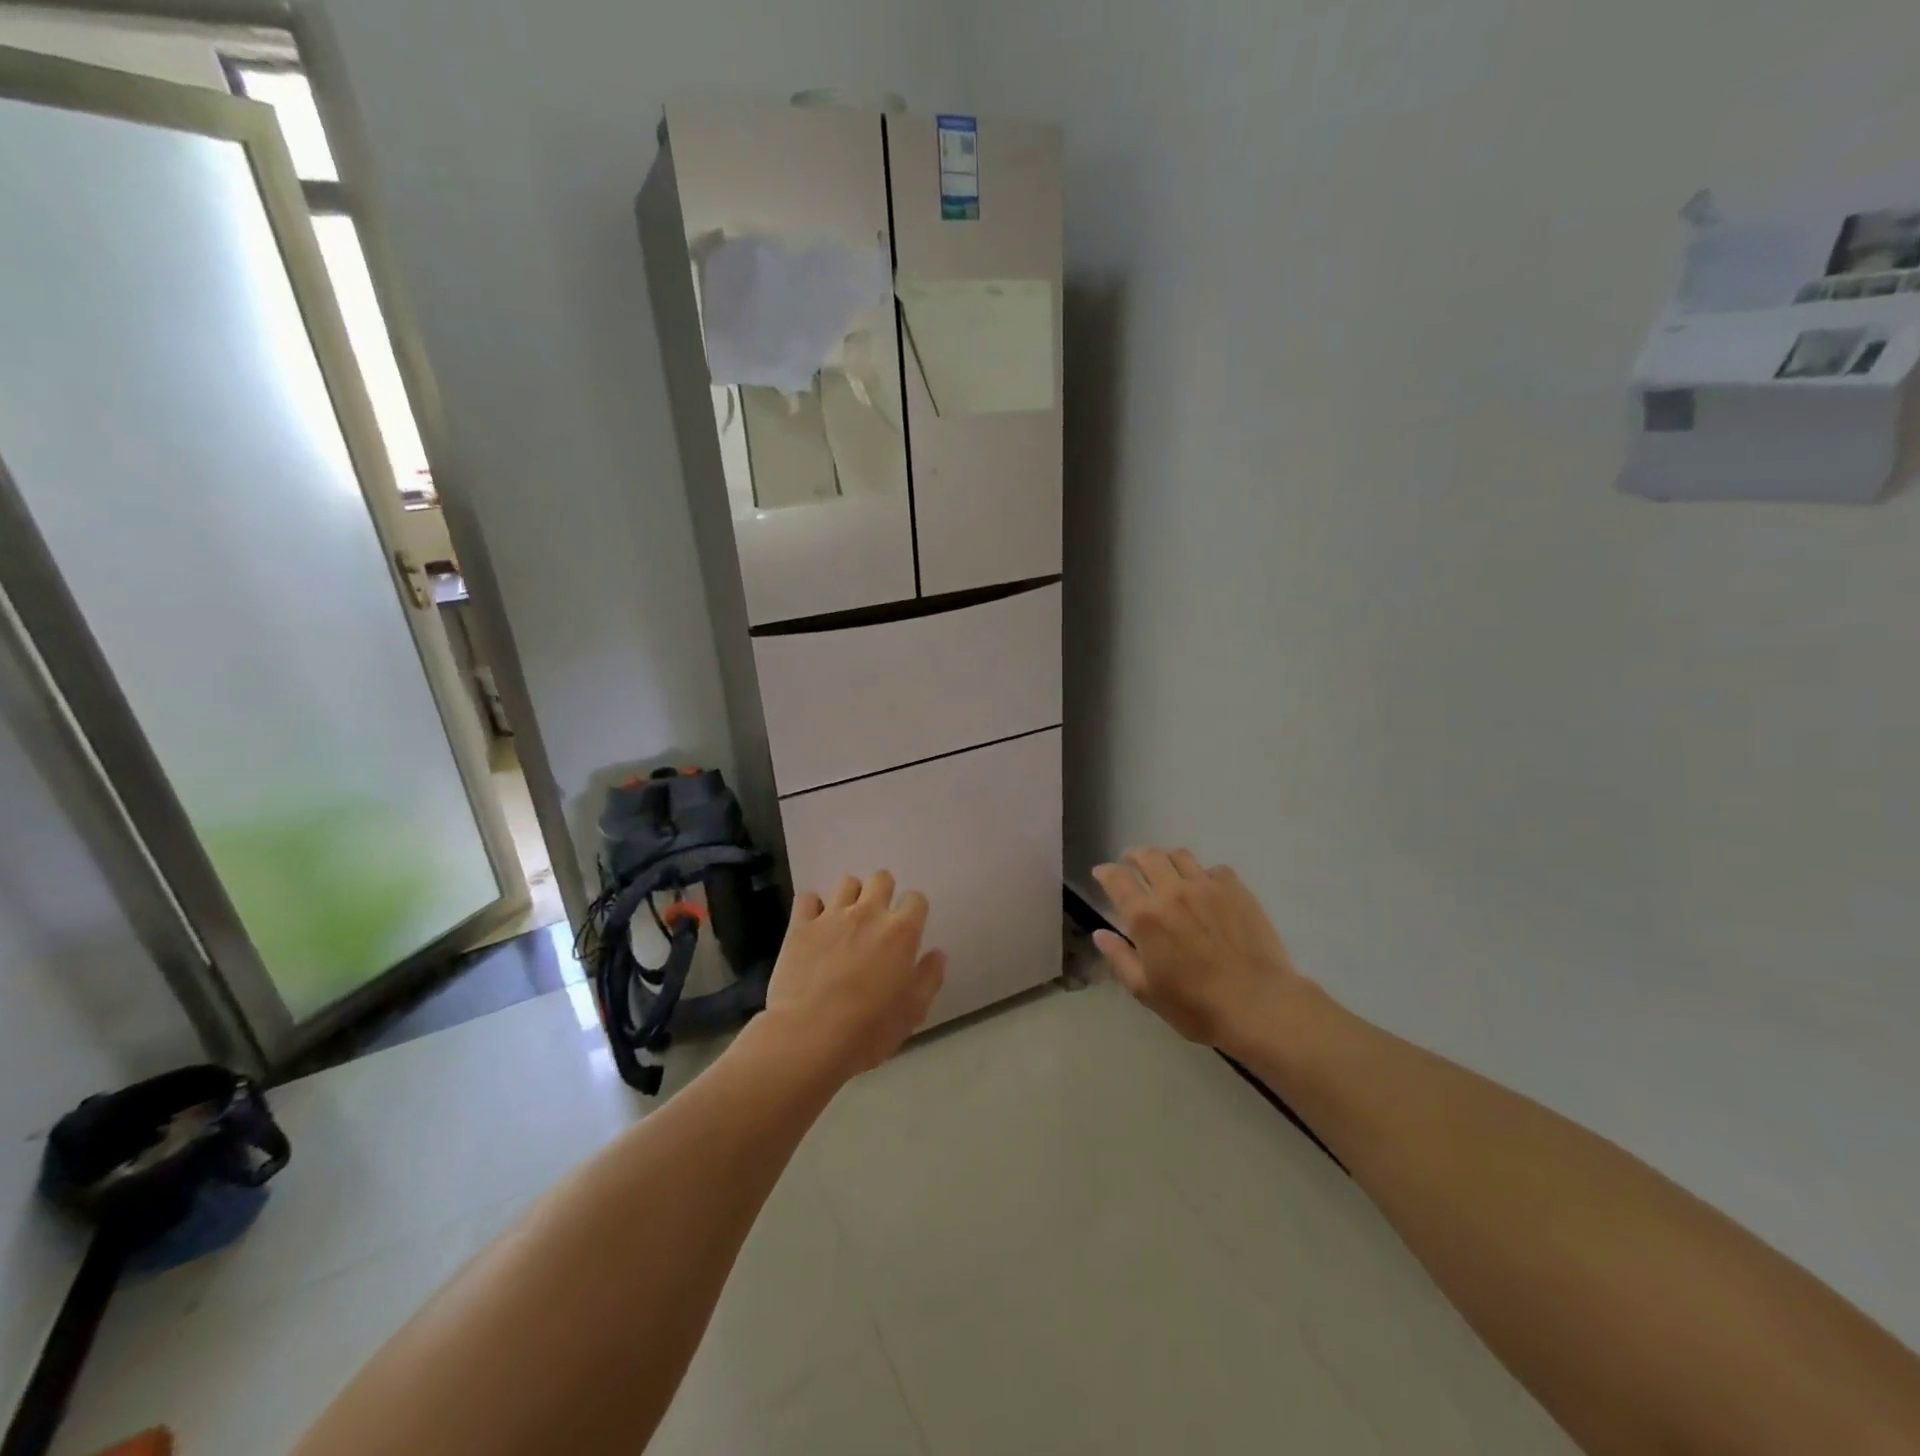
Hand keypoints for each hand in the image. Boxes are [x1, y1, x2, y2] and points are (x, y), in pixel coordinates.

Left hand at [764, 871, 945, 1078]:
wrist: (809, 1037)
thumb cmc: (868, 1030)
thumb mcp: (912, 1012)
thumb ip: (929, 977)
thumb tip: (937, 954)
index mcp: (901, 932)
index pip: (916, 899)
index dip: (914, 912)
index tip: (908, 932)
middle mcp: (868, 913)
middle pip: (881, 878)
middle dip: (883, 893)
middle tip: (877, 922)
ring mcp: (832, 916)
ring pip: (847, 882)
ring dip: (851, 897)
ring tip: (846, 922)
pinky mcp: (801, 925)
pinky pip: (808, 898)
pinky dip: (813, 907)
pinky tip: (814, 926)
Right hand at [1092, 848, 1313, 1054]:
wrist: (1258, 1004)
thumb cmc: (1196, 1005)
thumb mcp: (1145, 990)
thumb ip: (1119, 958)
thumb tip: (1100, 933)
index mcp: (1145, 916)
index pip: (1117, 879)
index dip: (1105, 872)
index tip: (1101, 872)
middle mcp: (1172, 892)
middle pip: (1148, 857)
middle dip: (1134, 855)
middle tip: (1131, 861)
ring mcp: (1207, 887)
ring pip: (1180, 856)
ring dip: (1166, 857)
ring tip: (1165, 867)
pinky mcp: (1236, 890)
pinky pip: (1214, 869)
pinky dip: (1202, 873)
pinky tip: (1205, 887)